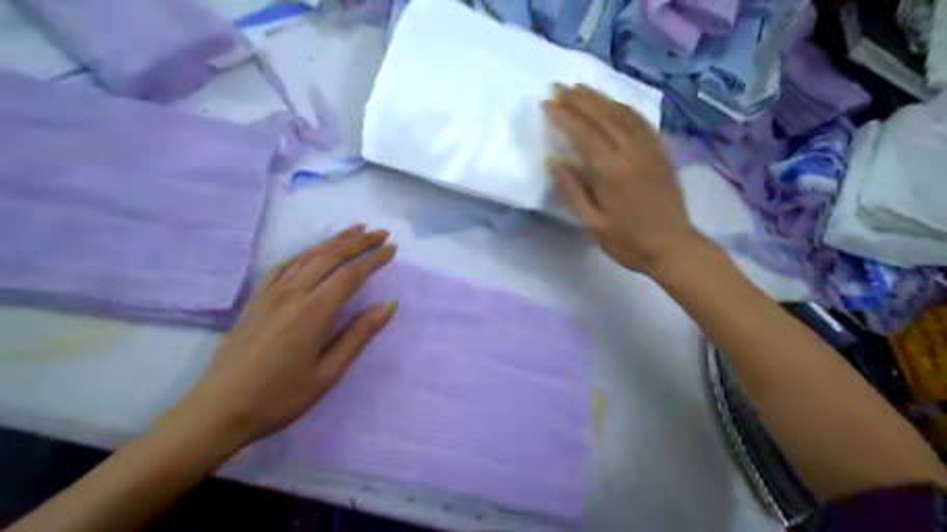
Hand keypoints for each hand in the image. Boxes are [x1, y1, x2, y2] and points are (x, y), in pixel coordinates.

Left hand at [160, 226, 396, 449]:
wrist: (218, 410)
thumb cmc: (280, 397)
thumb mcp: (328, 373)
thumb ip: (359, 334)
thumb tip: (389, 304)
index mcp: (313, 312)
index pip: (350, 275)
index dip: (373, 259)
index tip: (393, 249)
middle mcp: (291, 294)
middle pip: (329, 257)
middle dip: (358, 242)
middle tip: (380, 233)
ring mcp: (270, 294)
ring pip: (307, 256)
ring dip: (333, 241)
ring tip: (355, 231)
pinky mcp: (255, 300)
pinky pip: (283, 266)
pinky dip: (304, 253)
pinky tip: (311, 252)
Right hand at [544, 85, 704, 275]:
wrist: (673, 247)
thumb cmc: (627, 241)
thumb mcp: (592, 224)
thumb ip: (572, 191)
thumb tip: (554, 162)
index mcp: (612, 172)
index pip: (584, 134)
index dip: (564, 117)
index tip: (548, 104)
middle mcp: (632, 152)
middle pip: (603, 117)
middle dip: (579, 100)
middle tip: (559, 88)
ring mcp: (650, 149)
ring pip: (623, 114)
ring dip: (600, 98)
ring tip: (581, 89)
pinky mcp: (661, 152)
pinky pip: (642, 122)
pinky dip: (624, 108)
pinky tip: (613, 104)